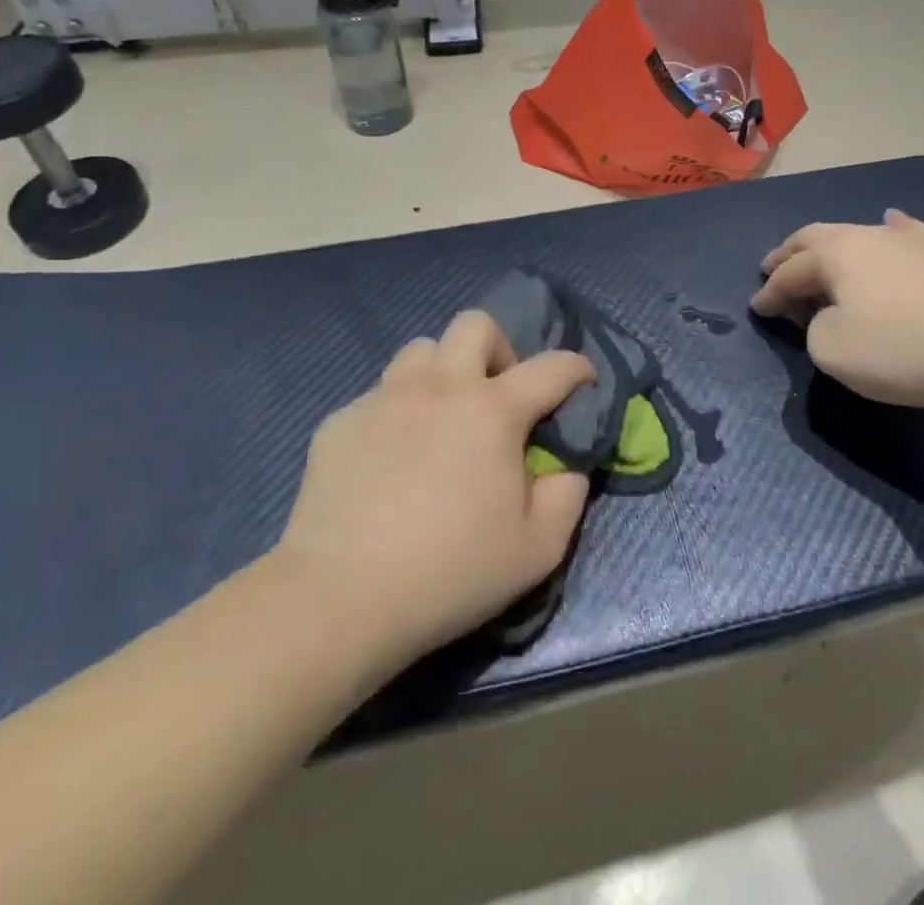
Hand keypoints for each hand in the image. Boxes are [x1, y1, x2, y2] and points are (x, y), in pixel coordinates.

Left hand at [280, 313, 594, 666]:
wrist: (340, 598)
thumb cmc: (450, 572)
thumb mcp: (538, 550)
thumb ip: (567, 496)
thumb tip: (565, 466)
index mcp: (492, 410)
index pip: (551, 367)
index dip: (576, 368)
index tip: (583, 381)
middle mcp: (440, 386)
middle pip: (475, 325)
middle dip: (499, 349)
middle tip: (498, 397)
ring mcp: (384, 398)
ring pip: (421, 350)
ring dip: (443, 372)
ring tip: (441, 418)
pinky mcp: (340, 421)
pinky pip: (378, 396)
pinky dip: (397, 413)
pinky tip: (390, 459)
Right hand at [750, 210, 923, 409]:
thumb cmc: (903, 347)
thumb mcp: (834, 350)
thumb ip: (815, 330)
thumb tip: (832, 316)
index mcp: (836, 254)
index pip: (791, 271)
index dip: (770, 292)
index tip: (757, 308)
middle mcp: (869, 235)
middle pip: (817, 238)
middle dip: (791, 253)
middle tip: (772, 266)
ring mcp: (911, 241)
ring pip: (859, 234)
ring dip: (833, 248)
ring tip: (821, 253)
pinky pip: (905, 235)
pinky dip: (887, 235)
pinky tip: (891, 226)